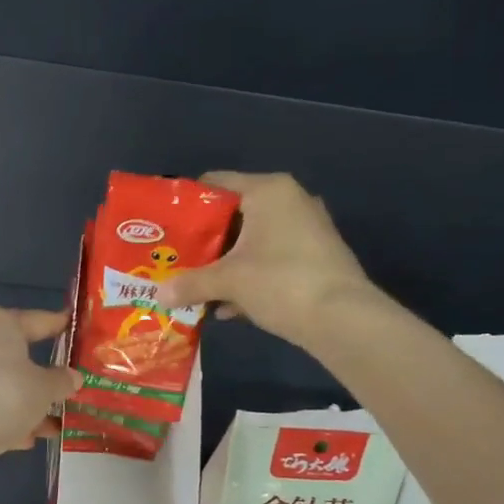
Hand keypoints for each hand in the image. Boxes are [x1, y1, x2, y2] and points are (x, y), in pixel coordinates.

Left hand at [0, 306, 80, 456]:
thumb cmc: (6, 396)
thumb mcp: (45, 389)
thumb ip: (61, 381)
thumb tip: (72, 377)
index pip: (36, 319)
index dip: (57, 325)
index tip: (72, 327)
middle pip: (13, 354)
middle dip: (38, 375)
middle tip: (62, 386)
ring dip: (22, 402)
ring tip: (49, 425)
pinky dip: (2, 416)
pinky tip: (23, 439)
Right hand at [157, 172, 377, 347]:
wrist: (344, 320)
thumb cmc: (281, 282)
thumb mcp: (228, 281)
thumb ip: (190, 283)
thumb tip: (159, 295)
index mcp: (268, 190)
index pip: (215, 183)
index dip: (186, 203)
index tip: (165, 226)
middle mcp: (289, 200)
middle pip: (233, 213)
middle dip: (204, 240)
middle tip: (175, 258)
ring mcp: (307, 229)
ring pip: (252, 240)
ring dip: (225, 263)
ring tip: (196, 285)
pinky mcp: (315, 257)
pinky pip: (271, 259)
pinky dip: (249, 277)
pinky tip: (228, 307)